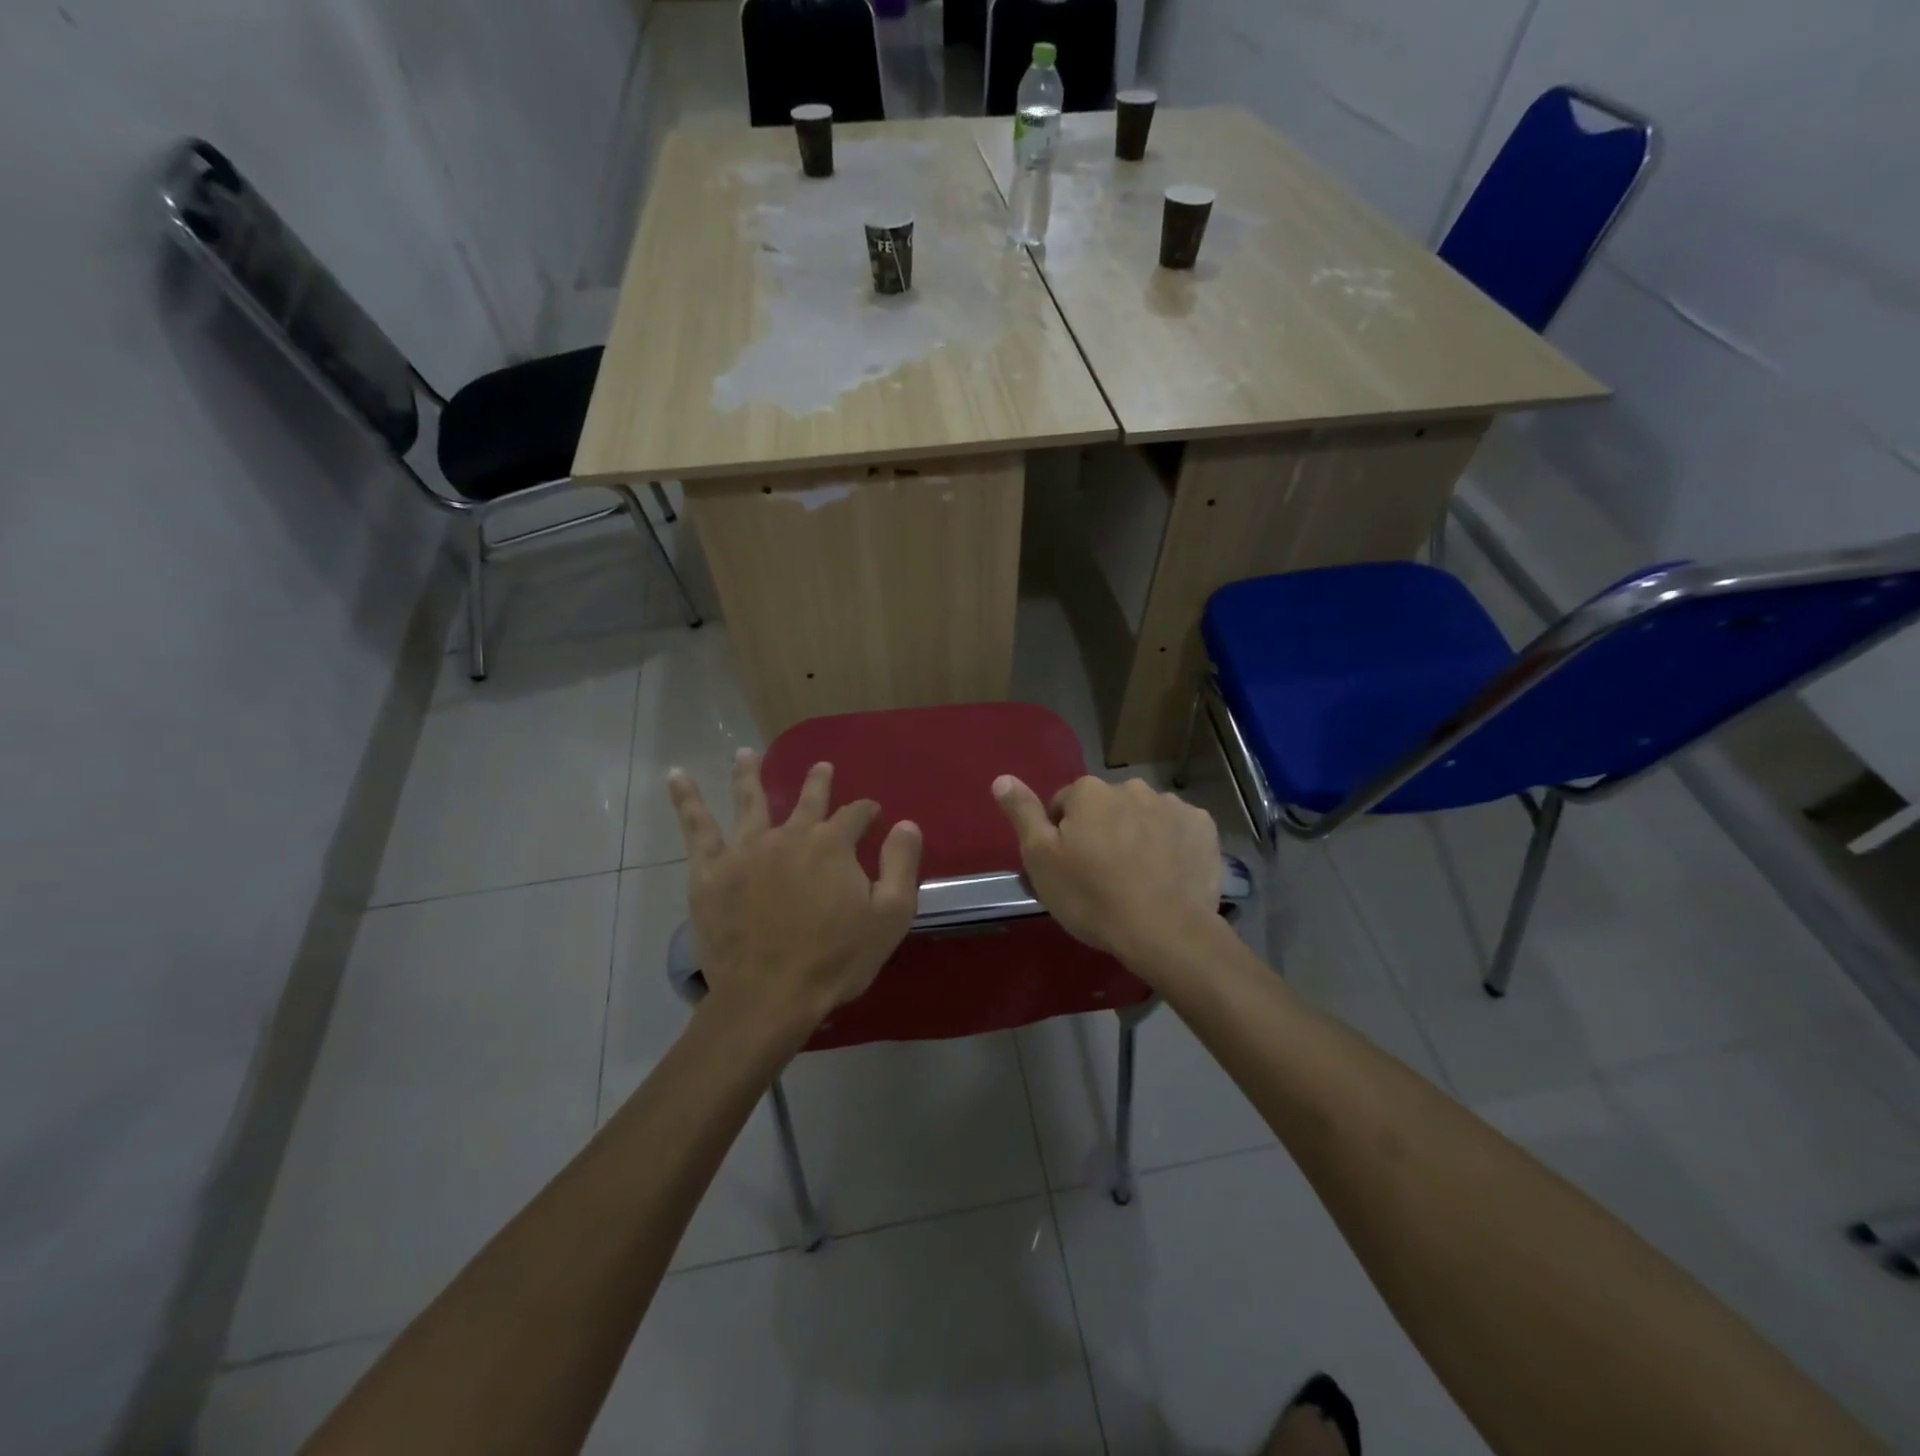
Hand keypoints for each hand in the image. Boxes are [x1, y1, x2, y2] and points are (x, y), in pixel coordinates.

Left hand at [669, 751, 921, 1028]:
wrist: (770, 995)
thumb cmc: (836, 959)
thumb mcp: (890, 915)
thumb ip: (901, 864)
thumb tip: (906, 823)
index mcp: (833, 844)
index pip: (856, 814)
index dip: (867, 811)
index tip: (873, 815)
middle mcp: (790, 835)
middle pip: (807, 799)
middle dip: (818, 782)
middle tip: (822, 767)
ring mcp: (747, 849)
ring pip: (750, 800)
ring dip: (749, 774)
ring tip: (745, 753)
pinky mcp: (711, 870)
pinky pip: (697, 827)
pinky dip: (687, 799)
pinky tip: (676, 776)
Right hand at [993, 774, 1220, 966]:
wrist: (1165, 931)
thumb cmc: (1092, 896)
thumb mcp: (1041, 859)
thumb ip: (1023, 813)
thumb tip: (1002, 778)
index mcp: (1090, 791)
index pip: (1064, 805)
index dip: (1062, 836)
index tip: (1069, 867)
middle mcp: (1131, 787)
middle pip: (1106, 807)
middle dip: (1101, 831)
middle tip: (1102, 874)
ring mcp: (1172, 805)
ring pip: (1142, 816)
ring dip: (1136, 835)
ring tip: (1138, 877)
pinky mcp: (1203, 827)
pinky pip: (1177, 829)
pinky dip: (1170, 844)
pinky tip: (1167, 874)